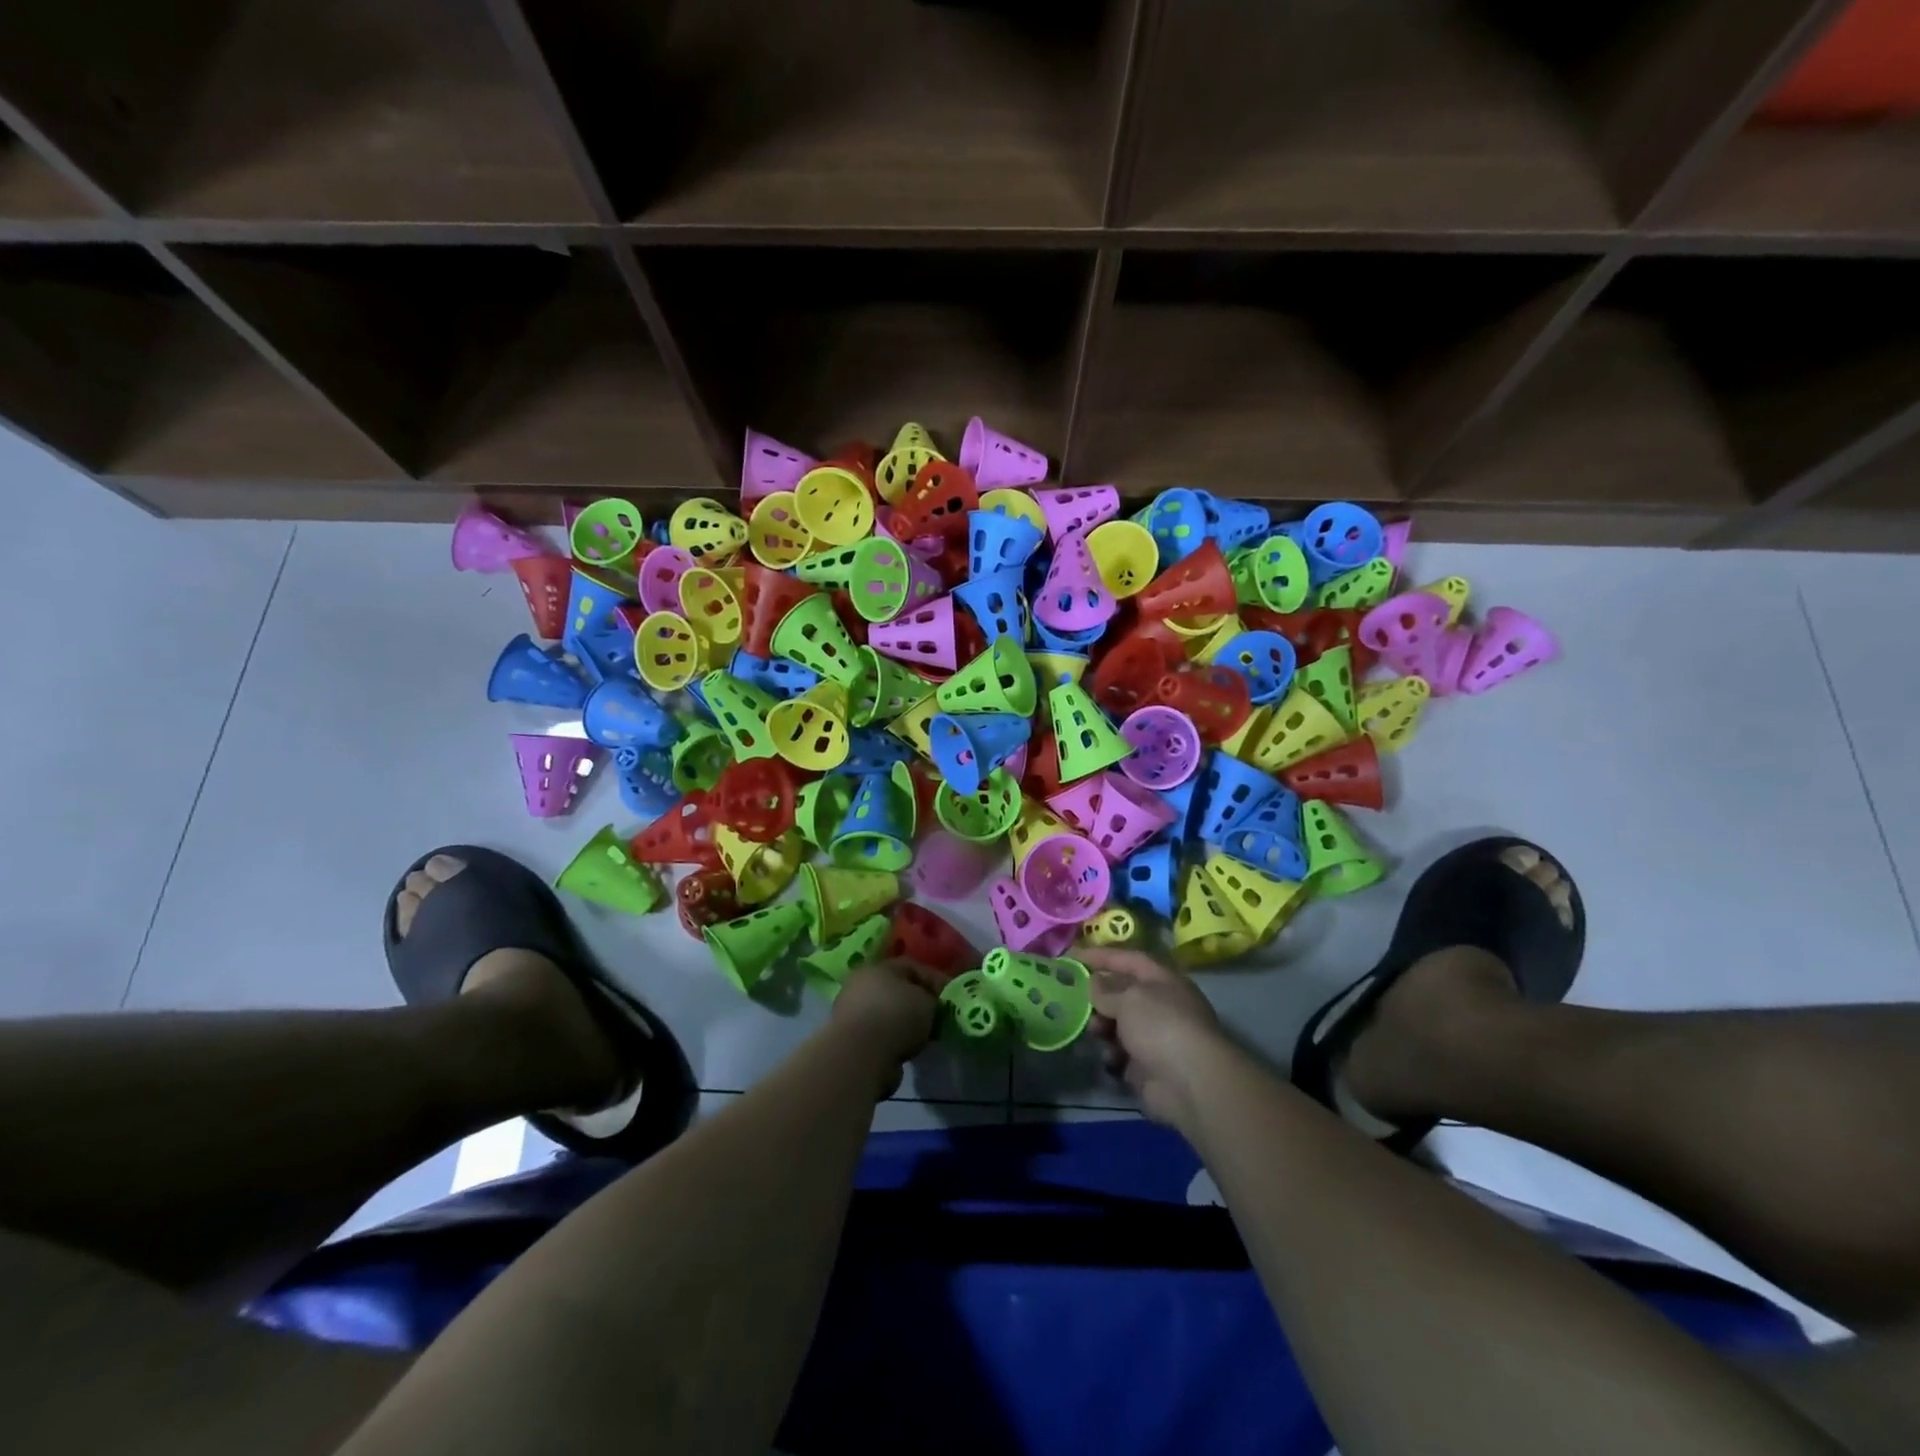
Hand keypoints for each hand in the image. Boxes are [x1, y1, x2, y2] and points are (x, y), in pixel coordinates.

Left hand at [830, 958, 943, 1073]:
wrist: (860, 1054)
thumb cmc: (897, 1016)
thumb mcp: (927, 1002)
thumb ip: (932, 1000)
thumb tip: (931, 1005)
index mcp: (879, 966)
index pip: (912, 966)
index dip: (934, 980)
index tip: (950, 997)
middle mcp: (861, 983)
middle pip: (896, 990)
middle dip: (917, 1002)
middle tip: (936, 1016)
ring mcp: (850, 1011)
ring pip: (886, 1014)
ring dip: (903, 1024)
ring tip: (923, 1037)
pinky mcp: (848, 1039)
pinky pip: (878, 1035)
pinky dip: (892, 1041)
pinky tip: (906, 1051)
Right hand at [1080, 948, 1225, 1127]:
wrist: (1190, 1083)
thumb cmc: (1160, 1026)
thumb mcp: (1129, 998)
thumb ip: (1106, 989)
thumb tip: (1094, 982)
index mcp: (1162, 980)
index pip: (1128, 959)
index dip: (1101, 955)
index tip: (1072, 956)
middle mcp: (1160, 1005)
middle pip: (1121, 993)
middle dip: (1098, 997)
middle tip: (1075, 1001)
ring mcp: (1155, 1037)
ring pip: (1118, 1024)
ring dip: (1102, 1027)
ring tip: (1095, 1033)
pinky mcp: (1148, 1066)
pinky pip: (1121, 1053)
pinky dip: (1112, 1054)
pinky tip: (1110, 1059)